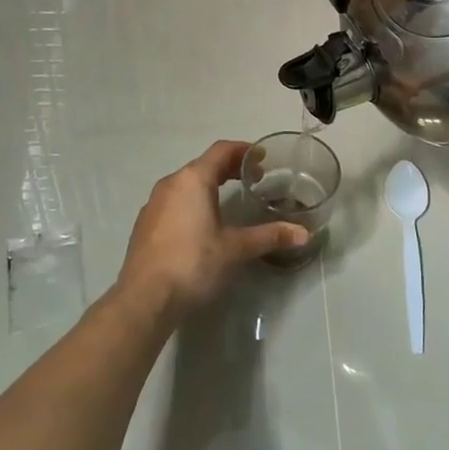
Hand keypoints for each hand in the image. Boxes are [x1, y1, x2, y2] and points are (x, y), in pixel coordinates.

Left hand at [115, 141, 308, 320]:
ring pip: (186, 183)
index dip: (243, 150)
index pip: (221, 151)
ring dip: (209, 184)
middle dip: (229, 168)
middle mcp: (171, 184)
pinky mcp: (144, 224)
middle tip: (253, 178)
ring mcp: (153, 203)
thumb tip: (304, 234)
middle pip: (203, 165)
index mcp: (193, 180)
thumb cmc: (193, 264)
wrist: (144, 299)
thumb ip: (269, 236)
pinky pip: (174, 200)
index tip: (262, 158)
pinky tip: (202, 223)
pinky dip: (192, 200)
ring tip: (230, 198)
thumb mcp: (236, 249)